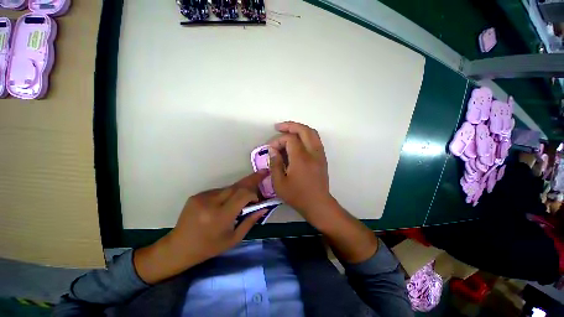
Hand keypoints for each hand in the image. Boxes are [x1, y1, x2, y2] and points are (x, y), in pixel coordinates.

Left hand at [134, 171, 267, 283]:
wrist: (179, 248)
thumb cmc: (209, 247)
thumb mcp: (233, 239)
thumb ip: (250, 221)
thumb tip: (264, 207)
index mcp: (220, 216)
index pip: (243, 195)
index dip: (253, 194)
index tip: (257, 200)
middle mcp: (211, 203)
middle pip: (237, 186)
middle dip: (251, 180)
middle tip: (263, 173)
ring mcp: (202, 197)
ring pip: (228, 188)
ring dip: (239, 190)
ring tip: (244, 195)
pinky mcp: (197, 195)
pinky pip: (219, 190)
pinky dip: (227, 193)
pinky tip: (226, 202)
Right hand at [268, 121, 336, 227]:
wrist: (318, 204)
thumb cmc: (297, 195)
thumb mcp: (279, 183)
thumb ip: (275, 164)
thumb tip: (273, 150)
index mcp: (301, 158)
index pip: (290, 139)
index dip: (278, 140)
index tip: (271, 149)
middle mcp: (312, 152)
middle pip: (304, 130)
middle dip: (290, 126)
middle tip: (279, 127)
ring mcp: (320, 154)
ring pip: (312, 133)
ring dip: (299, 129)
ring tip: (288, 130)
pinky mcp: (322, 158)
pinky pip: (315, 140)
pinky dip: (306, 135)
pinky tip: (298, 141)